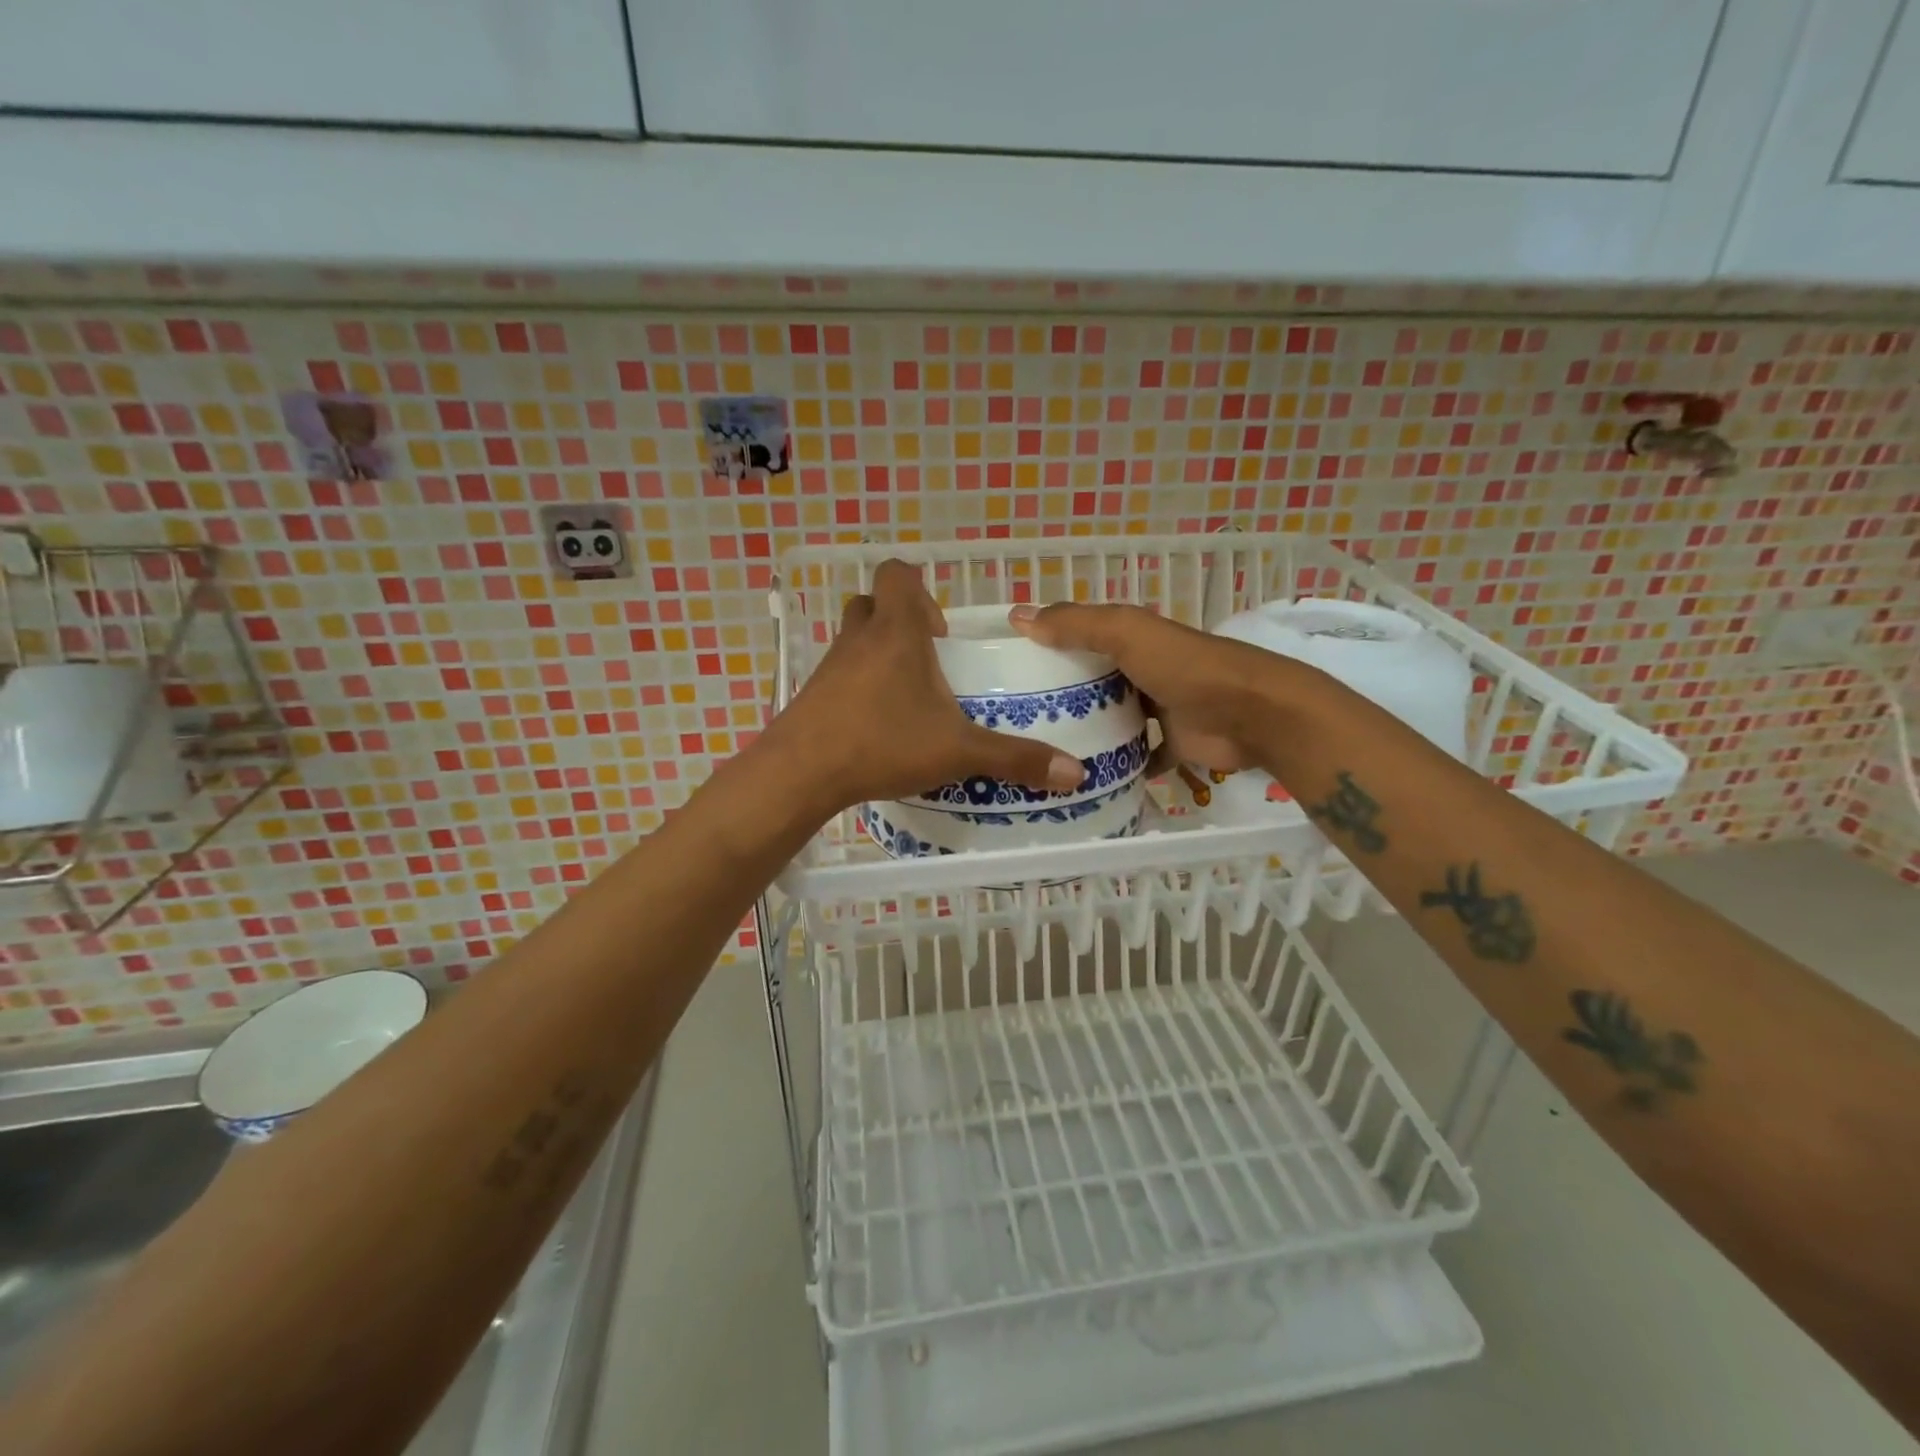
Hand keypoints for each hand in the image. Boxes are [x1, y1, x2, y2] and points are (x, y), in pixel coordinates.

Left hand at [770, 561, 1085, 810]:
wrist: (802, 773)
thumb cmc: (883, 743)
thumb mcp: (958, 751)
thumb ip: (1015, 757)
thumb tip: (1075, 774)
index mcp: (897, 632)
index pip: (898, 575)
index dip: (920, 589)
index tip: (941, 632)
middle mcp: (859, 639)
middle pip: (873, 604)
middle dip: (900, 622)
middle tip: (927, 661)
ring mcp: (829, 666)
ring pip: (853, 639)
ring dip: (878, 654)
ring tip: (907, 697)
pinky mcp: (811, 695)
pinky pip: (838, 675)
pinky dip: (858, 687)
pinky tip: (877, 725)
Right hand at [1008, 601, 1290, 773]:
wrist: (1252, 714)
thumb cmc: (1184, 668)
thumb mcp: (1126, 634)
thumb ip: (1076, 624)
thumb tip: (1017, 616)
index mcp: (1133, 639)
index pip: (1082, 637)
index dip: (1049, 647)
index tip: (1010, 669)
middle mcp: (1144, 670)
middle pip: (1096, 681)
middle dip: (1063, 695)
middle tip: (1017, 720)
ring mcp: (1161, 710)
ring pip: (1116, 720)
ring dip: (1089, 732)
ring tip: (1043, 751)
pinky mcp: (1174, 745)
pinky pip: (1139, 757)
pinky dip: (1120, 767)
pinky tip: (1087, 779)